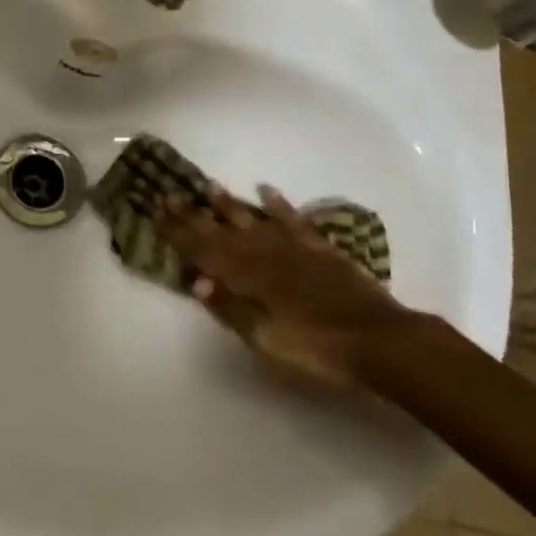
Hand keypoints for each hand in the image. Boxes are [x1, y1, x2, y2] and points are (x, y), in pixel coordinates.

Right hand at [161, 187, 428, 385]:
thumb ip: (230, 309)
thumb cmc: (315, 349)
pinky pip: (293, 220)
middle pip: (221, 231)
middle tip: (169, 194)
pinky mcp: (320, 249)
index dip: (178, 232)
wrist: (378, 341)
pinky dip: (278, 204)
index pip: (203, 250)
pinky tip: (266, 191)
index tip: (156, 211)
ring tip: (209, 186)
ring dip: (229, 204)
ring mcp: (293, 248)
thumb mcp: (264, 339)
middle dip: (193, 214)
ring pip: (253, 220)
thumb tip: (196, 281)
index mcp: (246, 278)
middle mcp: (264, 254)